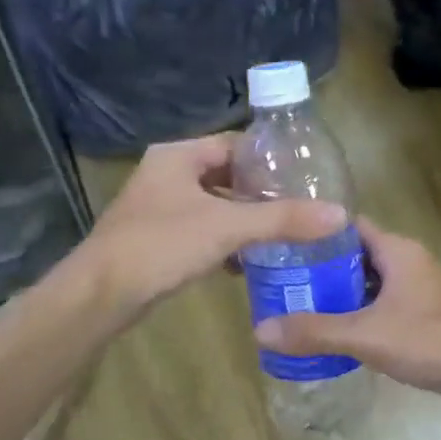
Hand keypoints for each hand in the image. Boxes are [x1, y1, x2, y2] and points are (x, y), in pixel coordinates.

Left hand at [78, 133, 346, 317]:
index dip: (270, 160)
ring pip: (213, 205)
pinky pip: (201, 230)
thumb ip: (282, 219)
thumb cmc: (161, 245)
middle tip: (300, 207)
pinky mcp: (157, 238)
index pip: (235, 145)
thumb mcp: (227, 227)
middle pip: (225, 176)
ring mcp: (159, 207)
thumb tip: (339, 214)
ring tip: (283, 234)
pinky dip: (224, 242)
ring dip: (244, 219)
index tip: (304, 177)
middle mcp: (167, 174)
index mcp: (179, 156)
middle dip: (260, 193)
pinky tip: (248, 262)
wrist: (101, 294)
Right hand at [254, 217, 440, 409]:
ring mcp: (420, 289)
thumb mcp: (368, 335)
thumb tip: (260, 329)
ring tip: (300, 310)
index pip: (346, 226)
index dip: (313, 233)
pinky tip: (340, 335)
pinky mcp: (427, 315)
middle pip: (354, 256)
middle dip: (320, 269)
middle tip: (281, 284)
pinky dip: (360, 314)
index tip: (279, 245)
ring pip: (370, 283)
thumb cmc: (433, 340)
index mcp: (395, 251)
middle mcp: (408, 261)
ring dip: (340, 295)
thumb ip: (316, 332)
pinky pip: (384, 305)